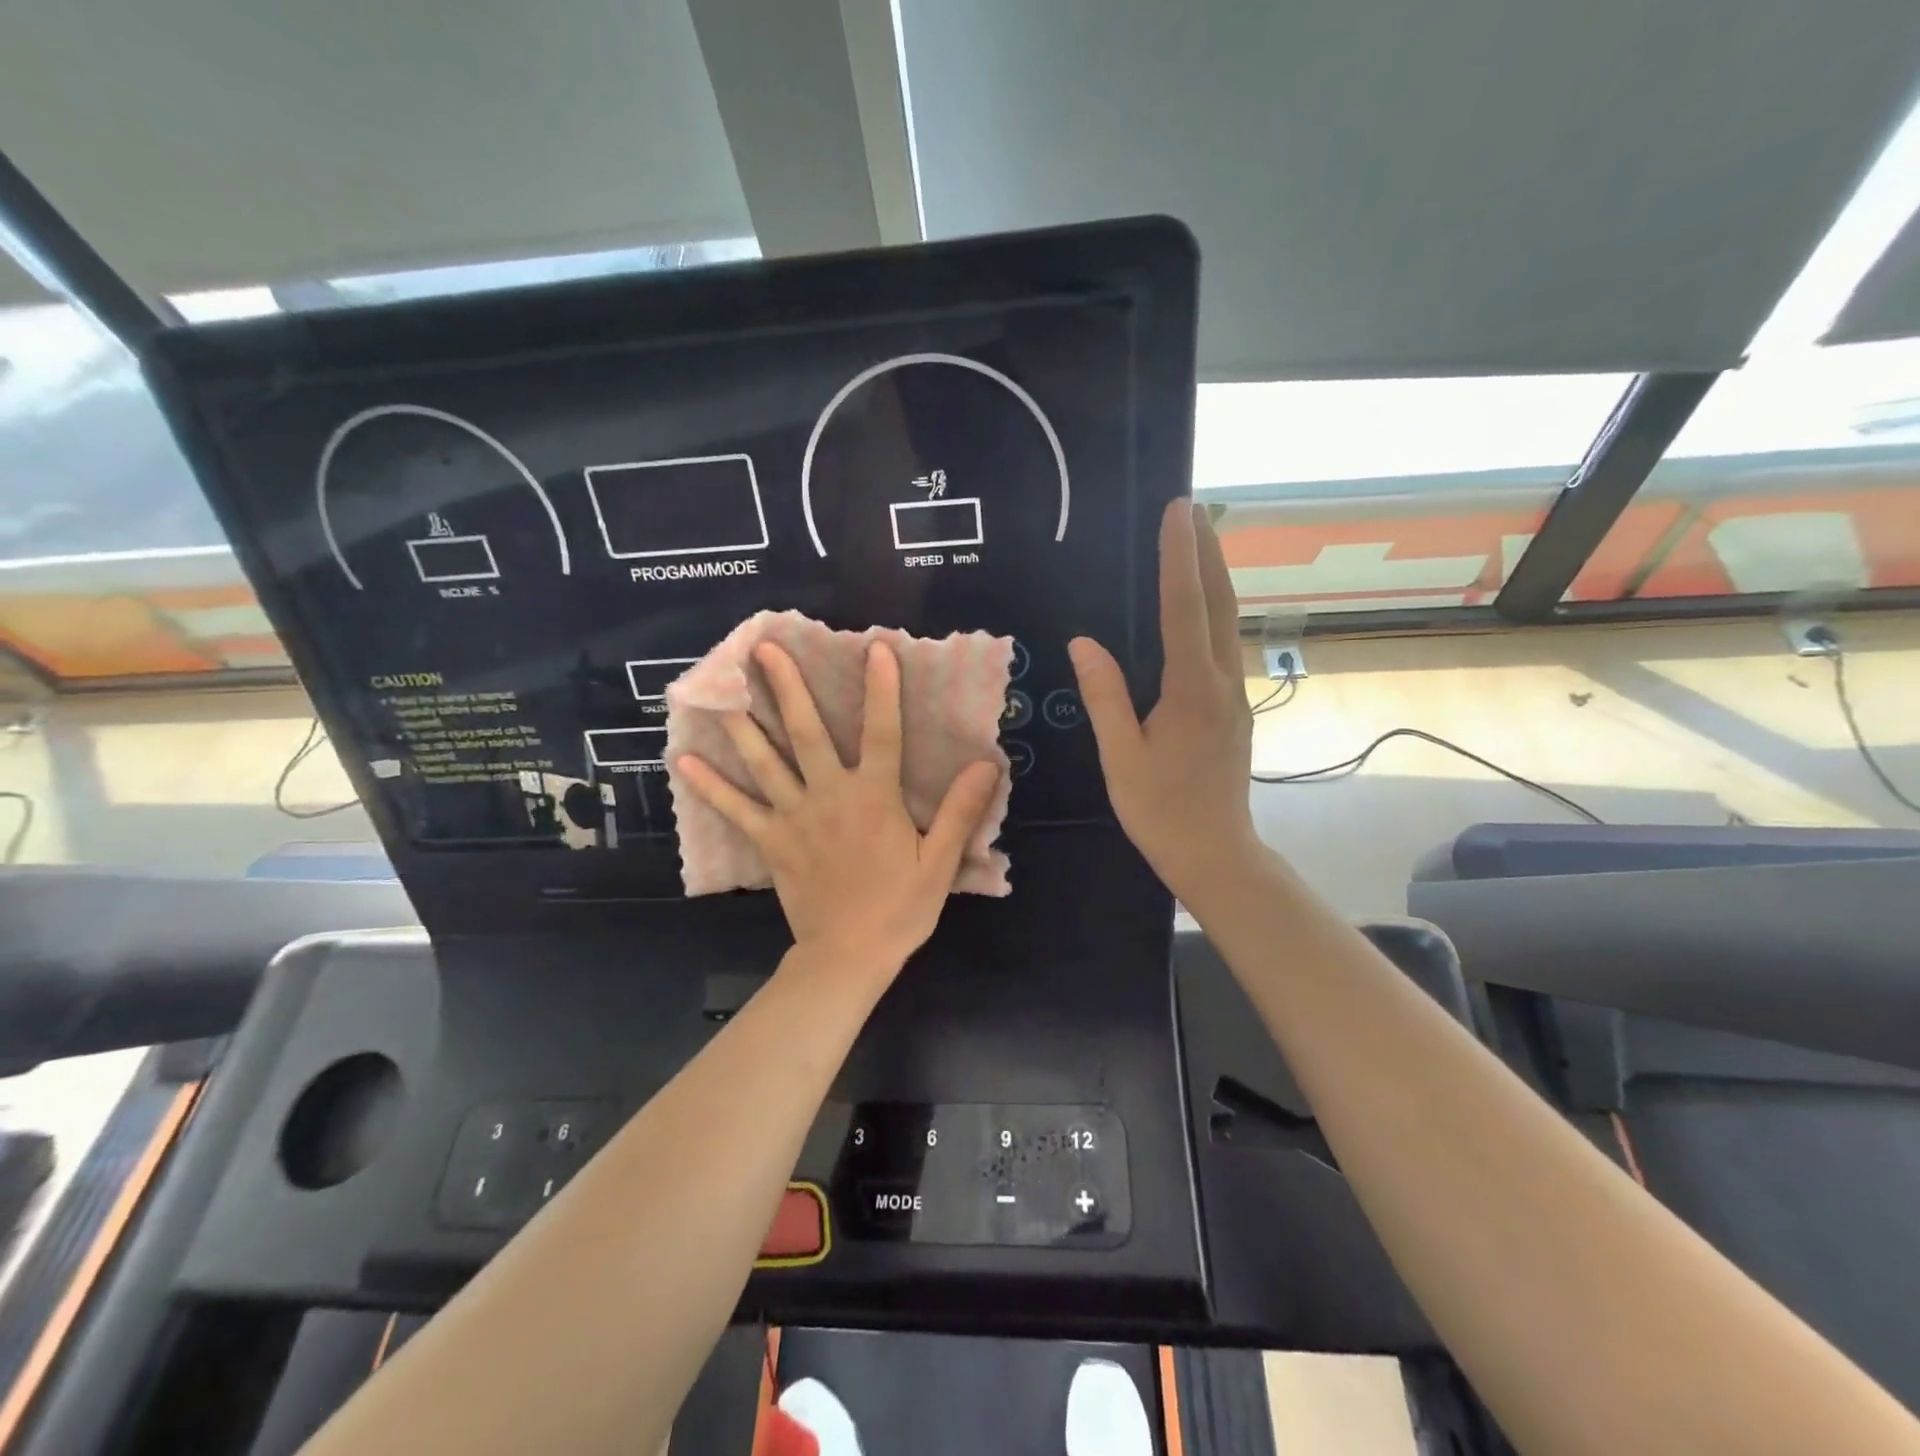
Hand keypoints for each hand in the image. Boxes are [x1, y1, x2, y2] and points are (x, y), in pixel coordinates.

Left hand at [675, 640, 1001, 978]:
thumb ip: (960, 810)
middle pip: (806, 732)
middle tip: (763, 648)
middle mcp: (830, 795)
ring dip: (743, 722)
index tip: (875, 648)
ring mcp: (794, 816)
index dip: (882, 689)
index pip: (883, 732)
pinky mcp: (771, 841)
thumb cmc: (899, 908)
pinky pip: (737, 809)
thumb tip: (987, 764)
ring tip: (718, 687)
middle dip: (786, 687)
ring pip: (765, 761)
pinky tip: (685, 760)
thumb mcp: (940, 861)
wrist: (849, 955)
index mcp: (874, 797)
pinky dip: (711, 786)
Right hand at [1070, 500, 1261, 900]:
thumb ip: (1105, 696)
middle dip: (1206, 551)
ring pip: (1227, 622)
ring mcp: (1233, 695)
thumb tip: (1083, 641)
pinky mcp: (1233, 708)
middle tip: (1193, 507)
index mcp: (1191, 689)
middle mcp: (1220, 681)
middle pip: (1219, 603)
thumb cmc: (1160, 810)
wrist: (1216, 853)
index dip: (1179, 556)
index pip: (1185, 608)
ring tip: (1198, 542)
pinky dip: (1212, 611)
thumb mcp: (1120, 756)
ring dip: (1214, 577)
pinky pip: (1222, 645)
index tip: (1177, 511)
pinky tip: (1199, 607)